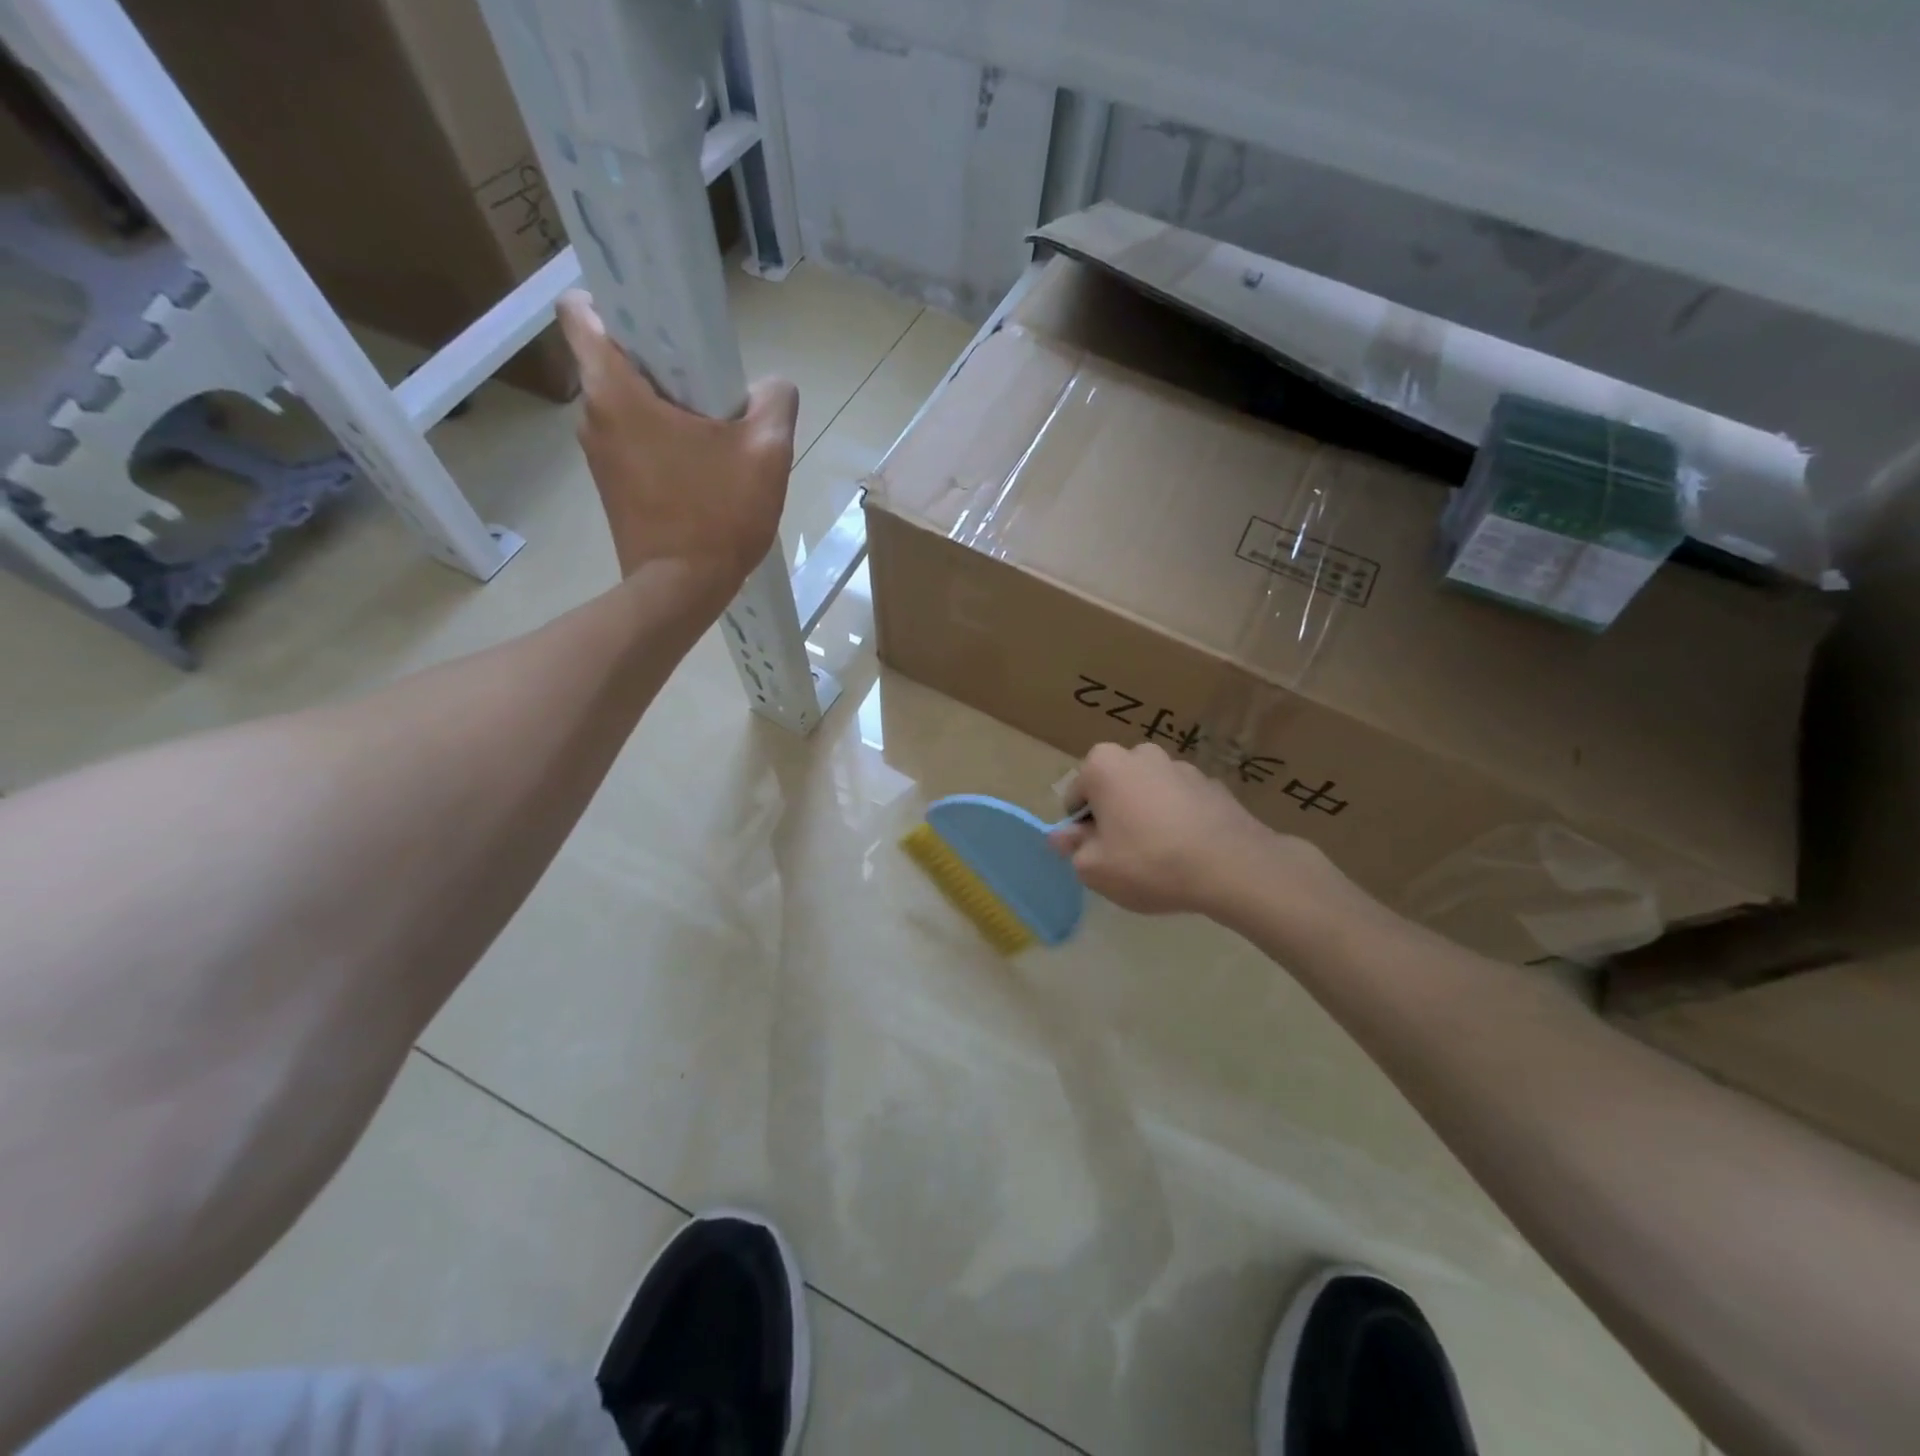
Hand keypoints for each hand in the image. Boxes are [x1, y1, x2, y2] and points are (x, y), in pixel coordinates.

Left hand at [557, 291, 798, 595]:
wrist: (681, 591)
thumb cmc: (718, 516)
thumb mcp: (767, 454)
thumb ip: (776, 403)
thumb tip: (772, 385)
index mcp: (615, 391)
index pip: (581, 312)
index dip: (616, 300)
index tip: (661, 320)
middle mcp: (592, 415)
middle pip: (613, 358)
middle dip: (658, 359)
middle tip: (709, 384)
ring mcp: (598, 455)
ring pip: (625, 404)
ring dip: (662, 405)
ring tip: (712, 432)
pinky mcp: (611, 486)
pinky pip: (632, 441)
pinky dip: (660, 440)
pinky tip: (701, 467)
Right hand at [1051, 742, 1330, 917]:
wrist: (1232, 866)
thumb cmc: (1149, 862)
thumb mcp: (1094, 868)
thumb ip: (1073, 848)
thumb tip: (1062, 836)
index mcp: (1104, 764)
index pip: (1076, 795)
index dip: (1080, 827)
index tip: (1094, 853)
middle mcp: (1141, 754)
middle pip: (1113, 788)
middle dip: (1113, 815)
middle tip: (1123, 855)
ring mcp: (1181, 766)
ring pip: (1148, 793)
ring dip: (1146, 815)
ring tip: (1159, 855)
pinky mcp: (1213, 785)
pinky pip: (1181, 802)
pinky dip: (1177, 819)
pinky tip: (1187, 851)